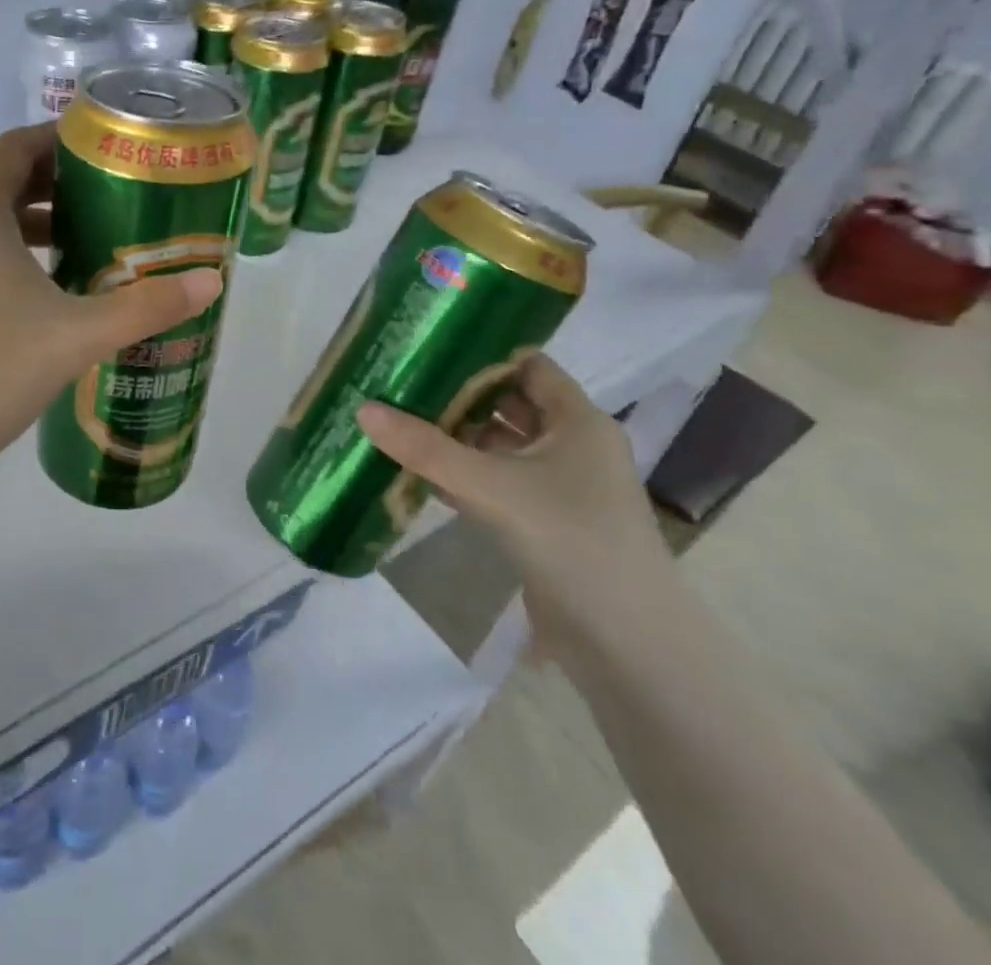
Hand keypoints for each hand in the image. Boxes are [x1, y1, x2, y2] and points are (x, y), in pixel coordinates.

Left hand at [0, 124, 222, 498]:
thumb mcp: (76, 337)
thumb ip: (146, 306)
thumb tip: (212, 281)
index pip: (15, 146)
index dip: (60, 138)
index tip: (105, 147)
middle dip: (54, 184)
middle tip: (109, 196)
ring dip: (29, 224)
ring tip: (82, 243)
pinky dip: (3, 254)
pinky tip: (37, 295)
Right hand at [356, 354, 676, 666]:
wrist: (627, 644)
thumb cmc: (571, 541)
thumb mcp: (492, 487)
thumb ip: (427, 449)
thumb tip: (364, 408)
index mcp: (578, 421)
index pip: (527, 366)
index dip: (482, 354)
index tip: (430, 346)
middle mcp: (572, 445)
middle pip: (508, 404)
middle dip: (458, 395)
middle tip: (401, 382)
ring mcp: (560, 486)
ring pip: (499, 446)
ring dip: (456, 438)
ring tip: (398, 421)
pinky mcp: (545, 521)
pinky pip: (497, 482)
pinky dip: (463, 475)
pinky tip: (419, 474)